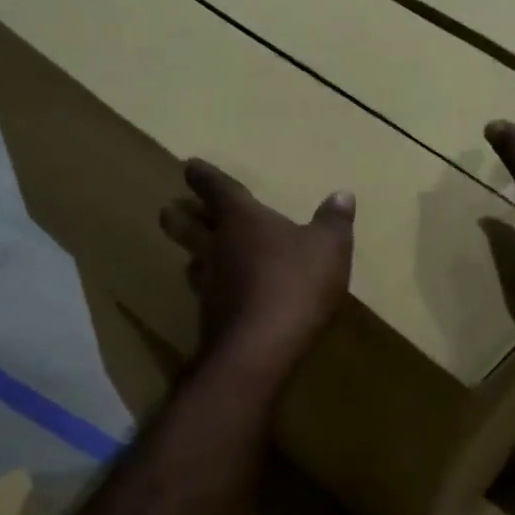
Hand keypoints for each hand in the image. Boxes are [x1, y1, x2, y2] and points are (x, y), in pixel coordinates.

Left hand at [159, 160, 354, 374]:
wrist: (262, 347)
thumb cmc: (296, 284)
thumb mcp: (329, 248)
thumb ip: (333, 220)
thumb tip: (342, 194)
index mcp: (241, 220)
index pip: (217, 190)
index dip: (203, 177)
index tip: (191, 167)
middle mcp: (216, 247)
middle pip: (183, 225)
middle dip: (177, 215)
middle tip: (172, 209)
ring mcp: (208, 284)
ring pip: (191, 261)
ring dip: (192, 255)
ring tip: (197, 256)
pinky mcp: (209, 318)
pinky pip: (205, 295)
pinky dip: (211, 291)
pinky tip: (220, 297)